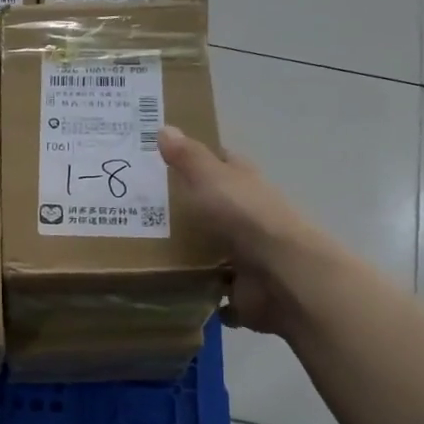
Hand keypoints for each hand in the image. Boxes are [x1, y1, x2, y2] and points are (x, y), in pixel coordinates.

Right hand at [159, 125, 323, 337]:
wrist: (283, 275)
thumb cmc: (245, 217)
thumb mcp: (210, 179)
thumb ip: (188, 158)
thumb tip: (165, 127)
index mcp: (244, 186)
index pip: (222, 164)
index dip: (198, 160)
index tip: (163, 161)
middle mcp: (249, 219)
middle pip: (215, 211)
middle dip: (188, 212)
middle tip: (140, 213)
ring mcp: (249, 257)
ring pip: (216, 253)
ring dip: (194, 257)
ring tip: (146, 257)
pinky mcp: (245, 292)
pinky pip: (219, 295)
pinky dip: (205, 297)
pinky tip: (176, 294)